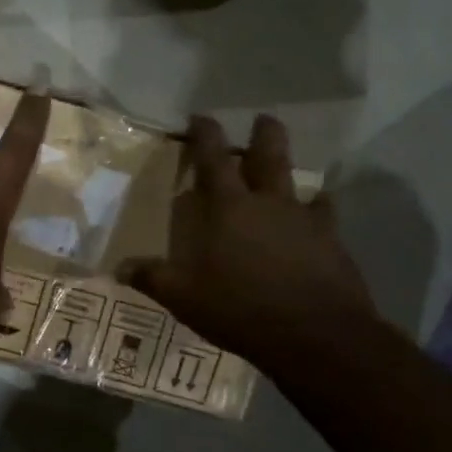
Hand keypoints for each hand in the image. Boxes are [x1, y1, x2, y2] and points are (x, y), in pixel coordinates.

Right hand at [120, 115, 373, 359]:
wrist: (315, 334)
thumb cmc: (240, 308)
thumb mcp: (184, 297)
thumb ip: (153, 278)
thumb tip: (119, 268)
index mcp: (230, 208)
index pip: (213, 159)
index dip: (205, 134)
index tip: (201, 116)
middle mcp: (269, 203)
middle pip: (269, 154)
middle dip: (264, 133)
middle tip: (262, 119)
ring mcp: (306, 220)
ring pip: (300, 182)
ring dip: (292, 172)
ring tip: (291, 175)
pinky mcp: (333, 242)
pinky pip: (325, 215)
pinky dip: (319, 210)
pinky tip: (318, 216)